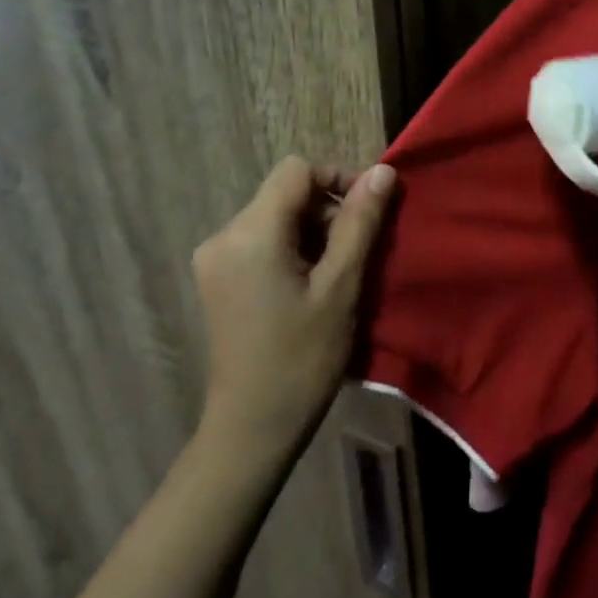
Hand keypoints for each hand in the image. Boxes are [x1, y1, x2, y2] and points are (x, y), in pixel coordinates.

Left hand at [190, 156, 396, 460]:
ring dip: (313, 232)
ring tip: (337, 274)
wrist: (253, 426)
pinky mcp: (216, 277)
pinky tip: (310, 285)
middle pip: (285, 193)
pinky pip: (261, 240)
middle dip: (327, 211)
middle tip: (358, 254)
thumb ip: (360, 223)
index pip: (296, 171)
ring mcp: (214, 257)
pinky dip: (293, 248)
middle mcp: (223, 235)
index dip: (337, 178)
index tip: (368, 212)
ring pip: (275, 216)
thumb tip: (382, 171)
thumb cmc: (303, 357)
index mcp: (250, 233)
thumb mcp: (341, 286)